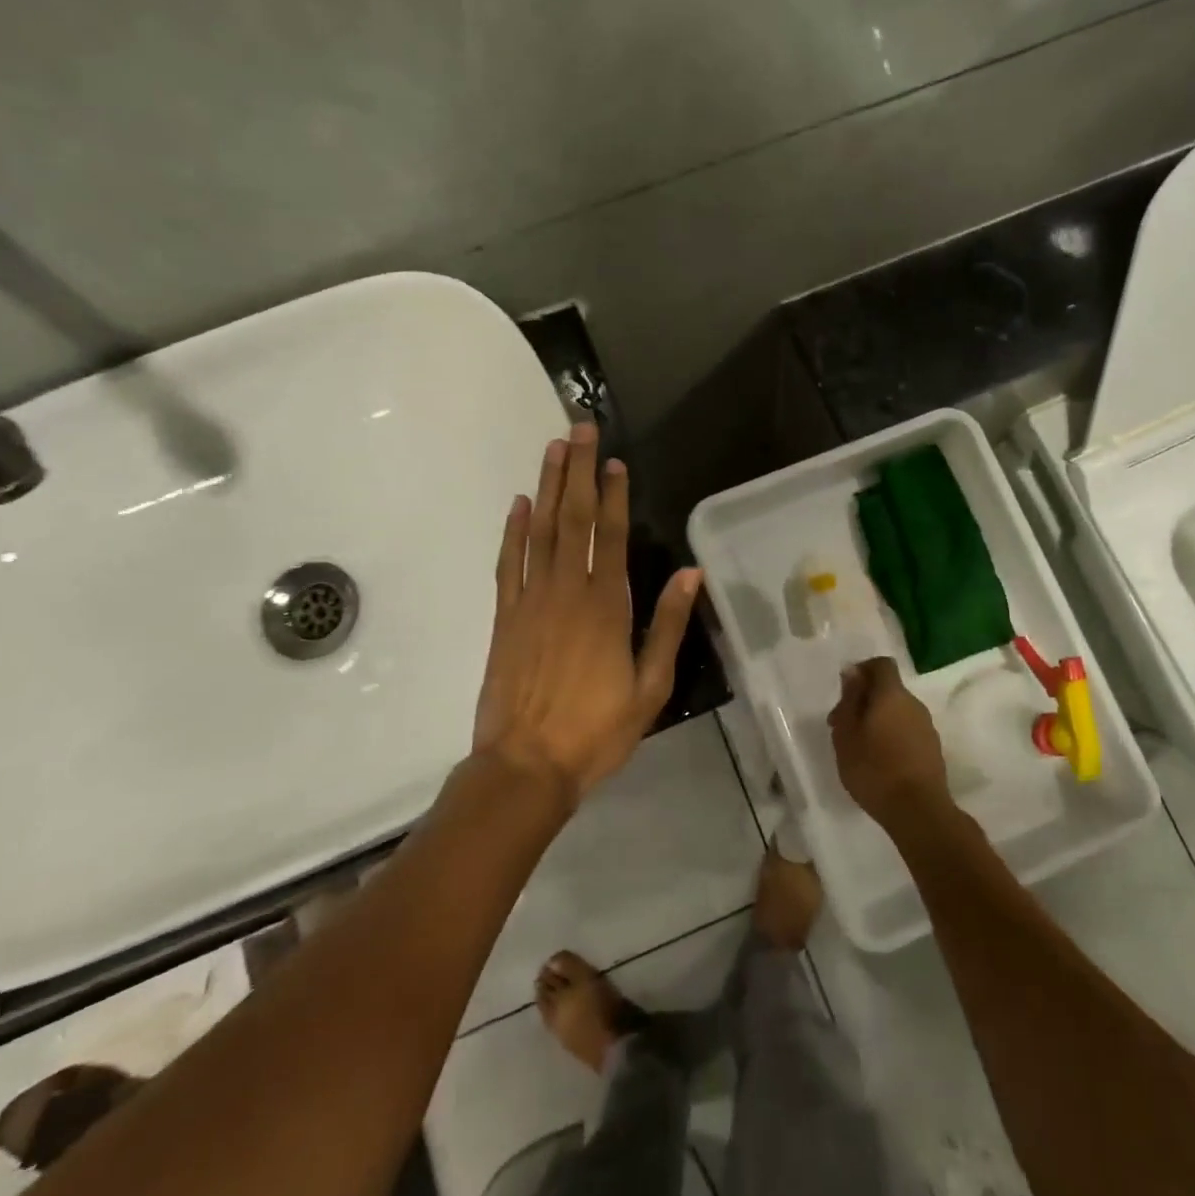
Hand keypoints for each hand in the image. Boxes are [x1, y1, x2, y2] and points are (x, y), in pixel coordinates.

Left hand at [472, 423, 700, 804]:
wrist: (526, 765)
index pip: (610, 535)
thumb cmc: (597, 729)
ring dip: (548, 487)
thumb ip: (668, 624)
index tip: (615, 460)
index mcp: (607, 605)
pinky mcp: (504, 616)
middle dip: (578, 471)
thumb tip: (690, 572)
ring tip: (553, 449)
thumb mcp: (651, 685)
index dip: (614, 494)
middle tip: (580, 430)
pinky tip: (519, 503)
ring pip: (540, 530)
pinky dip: (513, 530)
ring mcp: (530, 600)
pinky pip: (508, 562)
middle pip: (573, 518)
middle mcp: (567, 590)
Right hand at [828, 657, 950, 828]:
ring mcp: (927, 728)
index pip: (881, 664)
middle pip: (888, 690)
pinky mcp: (932, 750)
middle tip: (842, 727)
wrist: (918, 812)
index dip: (863, 670)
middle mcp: (914, 704)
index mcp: (892, 694)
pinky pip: (908, 731)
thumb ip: (850, 699)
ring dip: (878, 720)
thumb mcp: (847, 734)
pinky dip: (892, 737)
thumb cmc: (874, 769)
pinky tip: (879, 762)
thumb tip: (853, 672)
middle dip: (865, 701)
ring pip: (898, 712)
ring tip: (858, 748)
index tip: (846, 691)